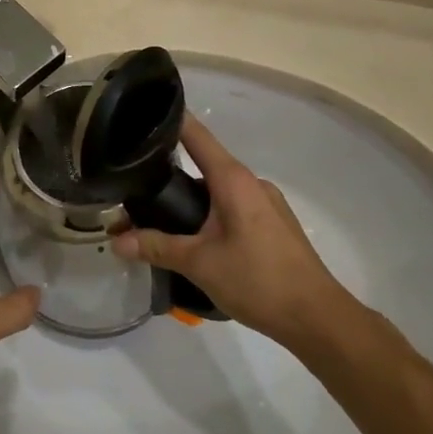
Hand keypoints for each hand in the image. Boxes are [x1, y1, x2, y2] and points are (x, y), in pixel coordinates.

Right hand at [110, 119, 344, 339]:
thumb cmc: (258, 280)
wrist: (316, 318)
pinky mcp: (272, 226)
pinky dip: (208, 216)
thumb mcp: (199, 263)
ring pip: (217, 192)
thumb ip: (156, 247)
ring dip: (189, 201)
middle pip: (203, 165)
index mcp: (233, 180)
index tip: (141, 115)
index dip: (170, 121)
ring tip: (157, 219)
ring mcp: (265, 204)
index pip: (196, 135)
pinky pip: (232, 209)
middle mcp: (251, 183)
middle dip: (169, 175)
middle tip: (134, 187)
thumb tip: (116, 240)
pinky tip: (193, 241)